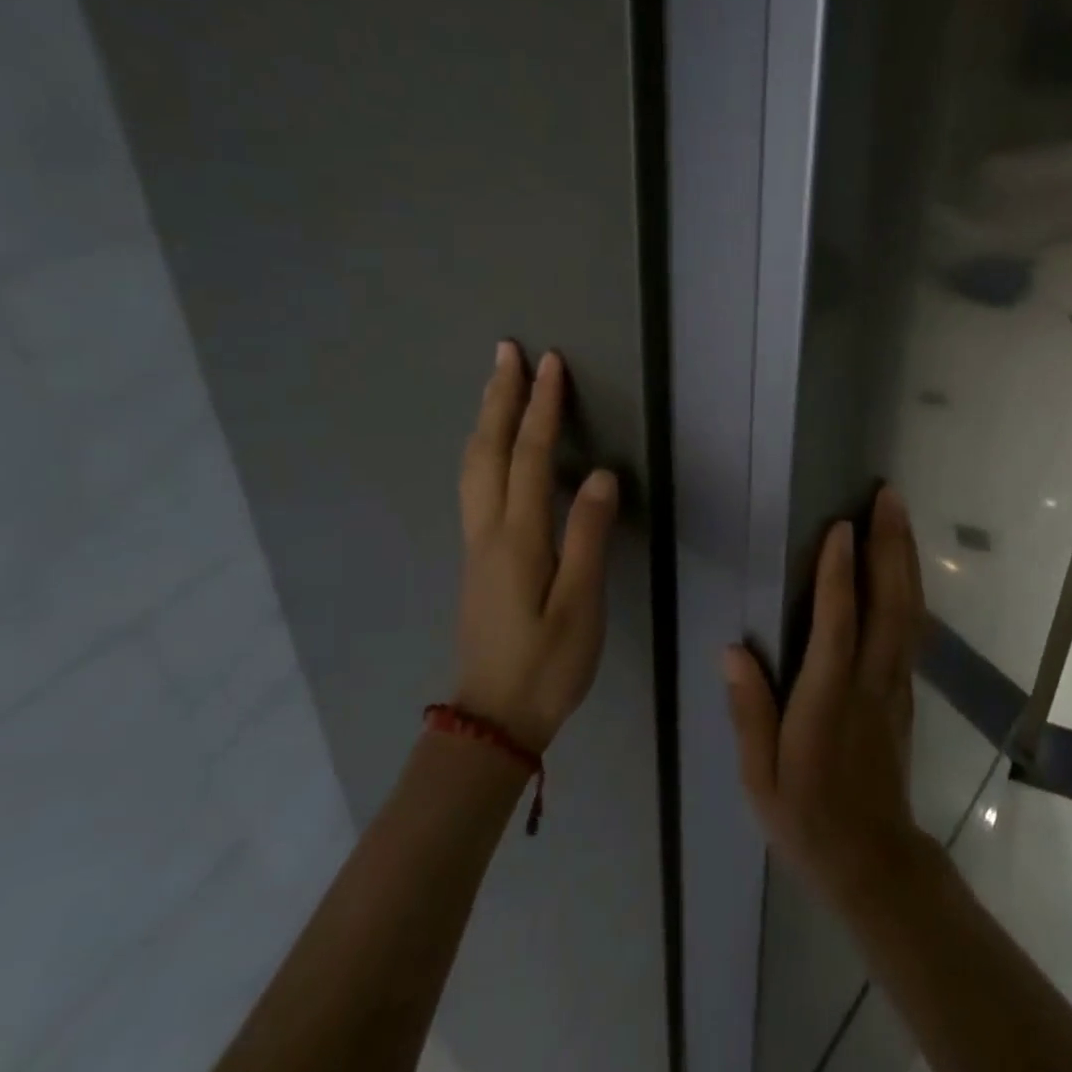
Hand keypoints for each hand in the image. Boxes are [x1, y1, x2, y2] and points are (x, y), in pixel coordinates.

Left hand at [454, 342, 618, 753]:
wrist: (492, 719)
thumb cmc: (547, 665)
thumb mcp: (580, 606)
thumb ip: (588, 537)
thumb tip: (599, 474)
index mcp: (517, 538)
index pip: (528, 456)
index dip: (541, 407)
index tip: (550, 364)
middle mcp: (488, 531)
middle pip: (488, 450)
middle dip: (499, 397)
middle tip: (507, 352)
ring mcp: (477, 545)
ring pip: (473, 466)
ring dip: (485, 418)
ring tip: (496, 384)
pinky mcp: (478, 559)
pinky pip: (475, 485)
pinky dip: (483, 448)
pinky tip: (491, 447)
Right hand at [724, 486, 931, 905]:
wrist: (873, 860)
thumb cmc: (807, 817)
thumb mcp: (760, 777)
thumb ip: (749, 712)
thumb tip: (732, 650)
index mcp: (828, 700)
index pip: (837, 626)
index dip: (839, 575)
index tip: (840, 526)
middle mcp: (869, 682)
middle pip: (888, 604)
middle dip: (889, 545)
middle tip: (886, 496)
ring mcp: (895, 684)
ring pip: (909, 610)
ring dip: (905, 557)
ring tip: (899, 513)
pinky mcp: (905, 690)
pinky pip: (912, 627)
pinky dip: (911, 586)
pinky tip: (905, 563)